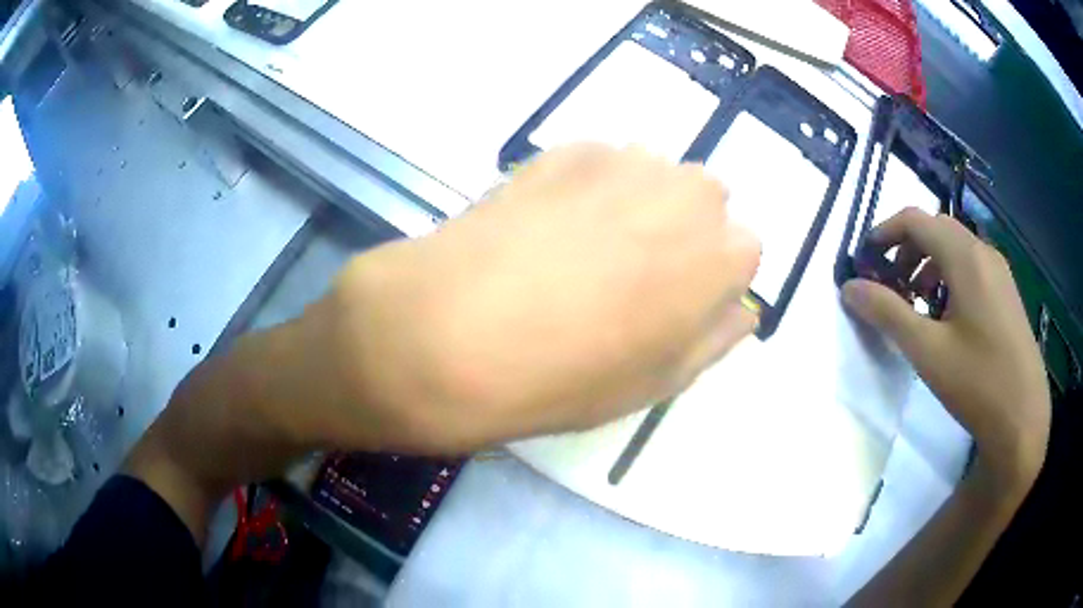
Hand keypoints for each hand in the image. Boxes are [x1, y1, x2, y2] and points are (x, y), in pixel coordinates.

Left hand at [311, 144, 760, 453]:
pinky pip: (602, 163)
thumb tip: (742, 308)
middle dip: (684, 228)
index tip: (676, 301)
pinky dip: (591, 186)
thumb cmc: (562, 376)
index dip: (709, 276)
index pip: (743, 249)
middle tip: (632, 271)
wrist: (451, 332)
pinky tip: (549, 223)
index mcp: (718, 255)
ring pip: (655, 174)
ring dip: (639, 201)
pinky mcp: (564, 149)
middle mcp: (684, 193)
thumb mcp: (655, 383)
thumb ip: (715, 338)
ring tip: (584, 245)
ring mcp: (622, 161)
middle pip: (705, 199)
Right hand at [842, 208, 1049, 493]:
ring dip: (928, 265)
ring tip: (917, 305)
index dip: (884, 232)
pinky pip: (972, 269)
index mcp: (965, 257)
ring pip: (955, 249)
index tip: (865, 260)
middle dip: (906, 250)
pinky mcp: (1007, 294)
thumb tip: (849, 288)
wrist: (1023, 419)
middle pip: (936, 230)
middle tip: (889, 286)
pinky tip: (946, 318)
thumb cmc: (977, 383)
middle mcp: (984, 253)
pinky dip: (949, 278)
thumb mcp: (927, 352)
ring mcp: (999, 273)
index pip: (915, 220)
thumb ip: (888, 313)